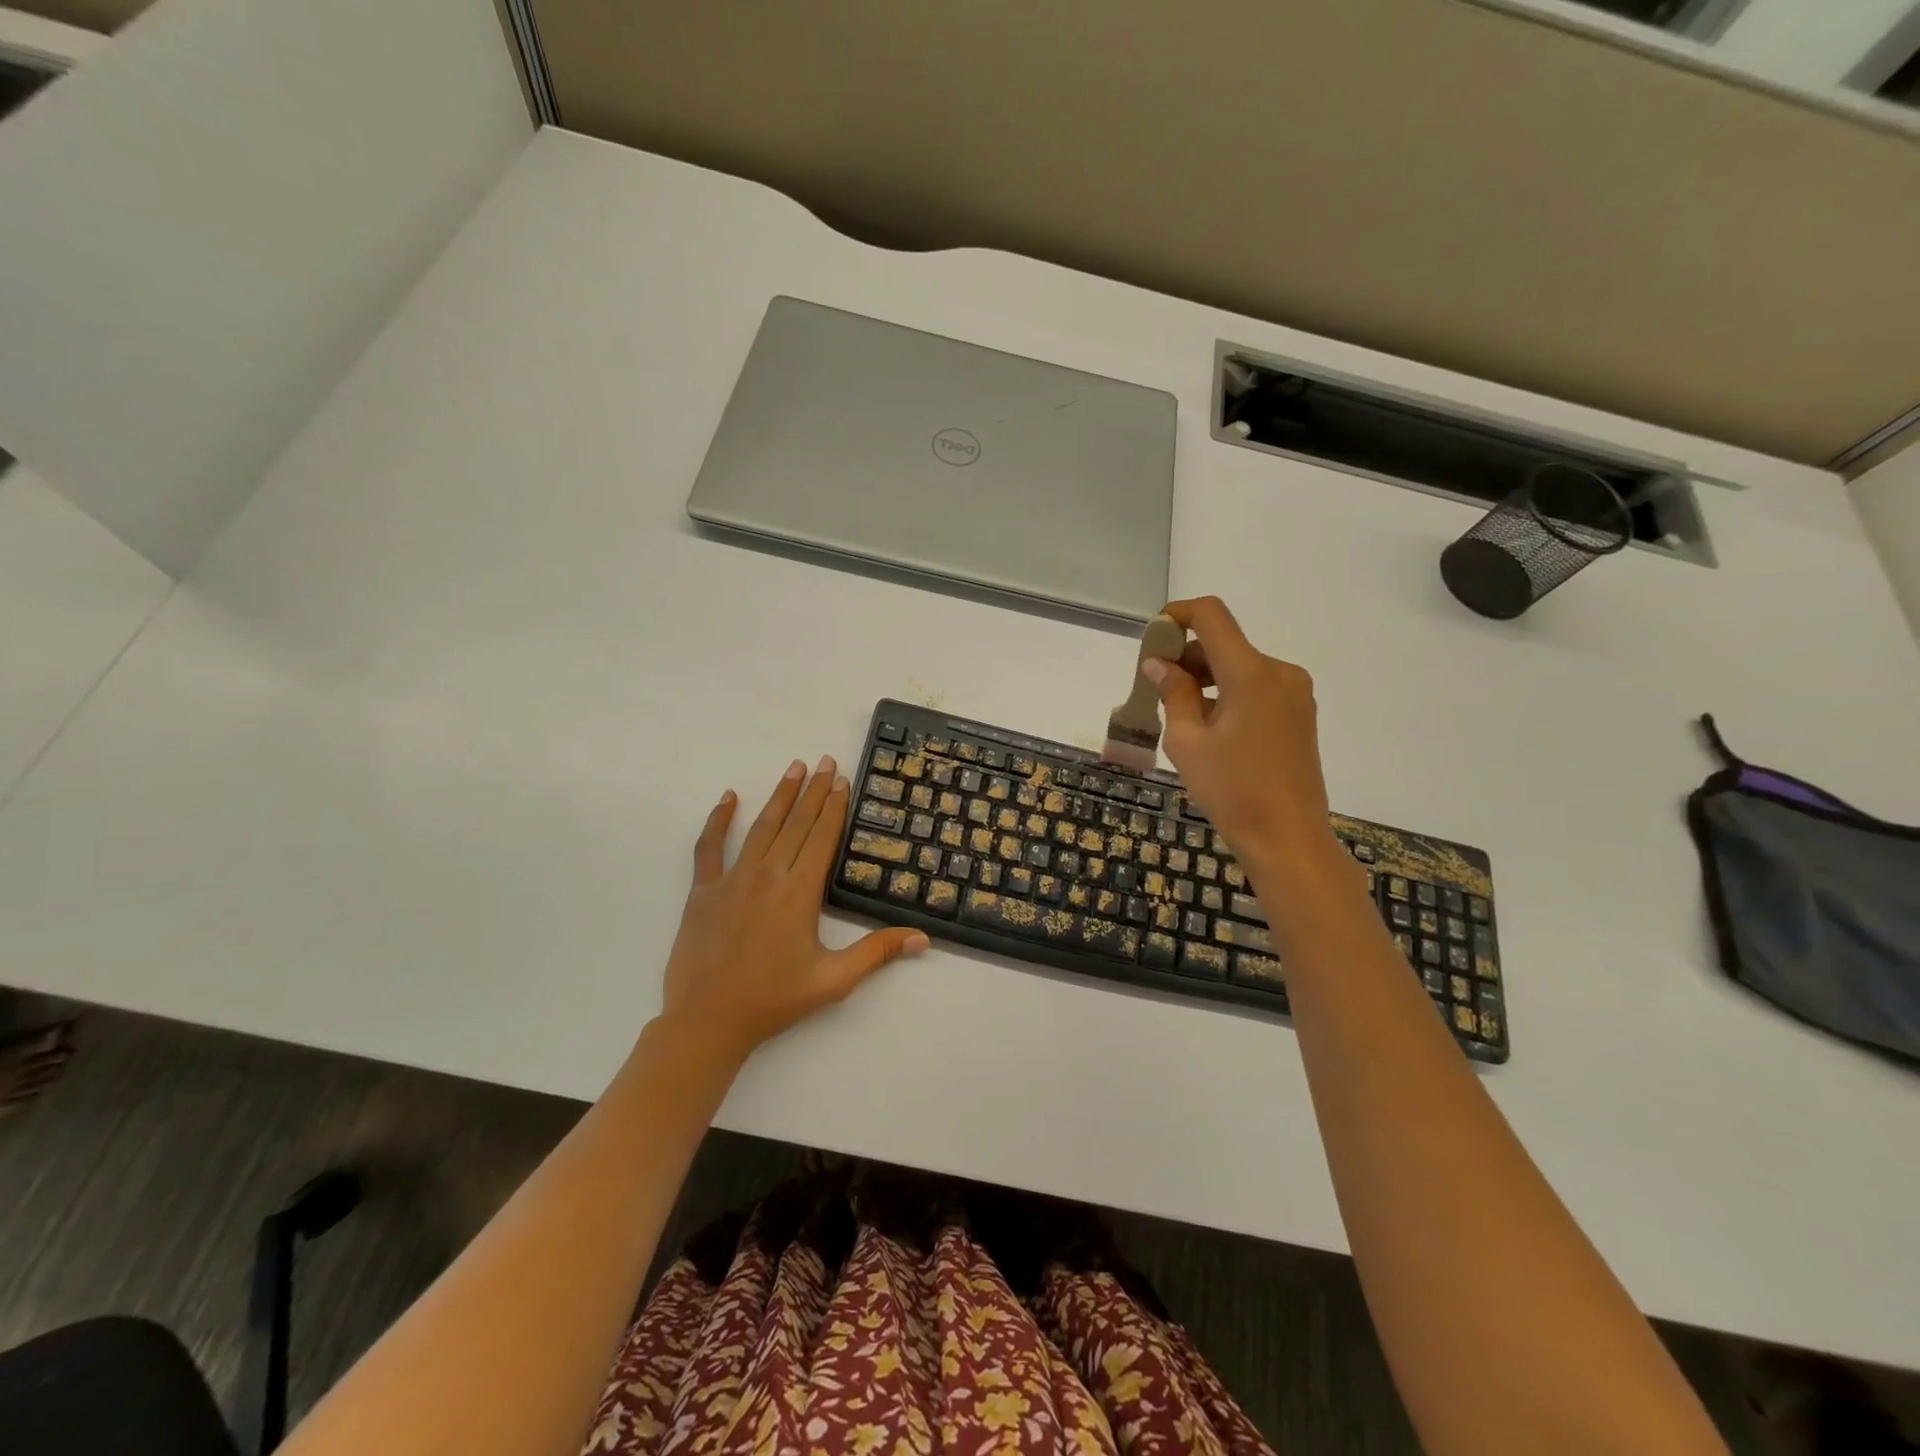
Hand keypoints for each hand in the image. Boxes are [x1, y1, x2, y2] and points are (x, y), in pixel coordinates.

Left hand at [658, 757, 928, 1064]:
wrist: (707, 1021)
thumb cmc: (774, 1000)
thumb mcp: (833, 980)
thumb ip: (877, 953)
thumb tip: (922, 938)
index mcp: (799, 892)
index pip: (822, 838)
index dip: (834, 807)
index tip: (842, 780)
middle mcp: (768, 875)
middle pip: (796, 824)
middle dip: (814, 791)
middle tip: (825, 761)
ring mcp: (732, 879)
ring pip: (761, 827)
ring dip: (780, 796)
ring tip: (794, 767)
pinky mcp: (703, 890)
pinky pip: (709, 847)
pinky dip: (718, 820)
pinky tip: (728, 798)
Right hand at [1144, 597, 1343, 873]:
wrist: (1288, 838)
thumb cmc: (1231, 790)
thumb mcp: (1187, 742)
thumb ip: (1173, 693)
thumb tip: (1159, 664)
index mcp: (1251, 673)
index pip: (1211, 616)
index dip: (1177, 615)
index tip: (1152, 638)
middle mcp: (1279, 672)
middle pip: (1224, 644)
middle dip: (1186, 657)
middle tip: (1155, 690)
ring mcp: (1294, 693)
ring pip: (1240, 667)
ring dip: (1206, 678)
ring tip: (1180, 717)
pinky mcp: (1300, 714)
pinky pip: (1256, 688)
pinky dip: (1228, 694)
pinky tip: (1210, 729)